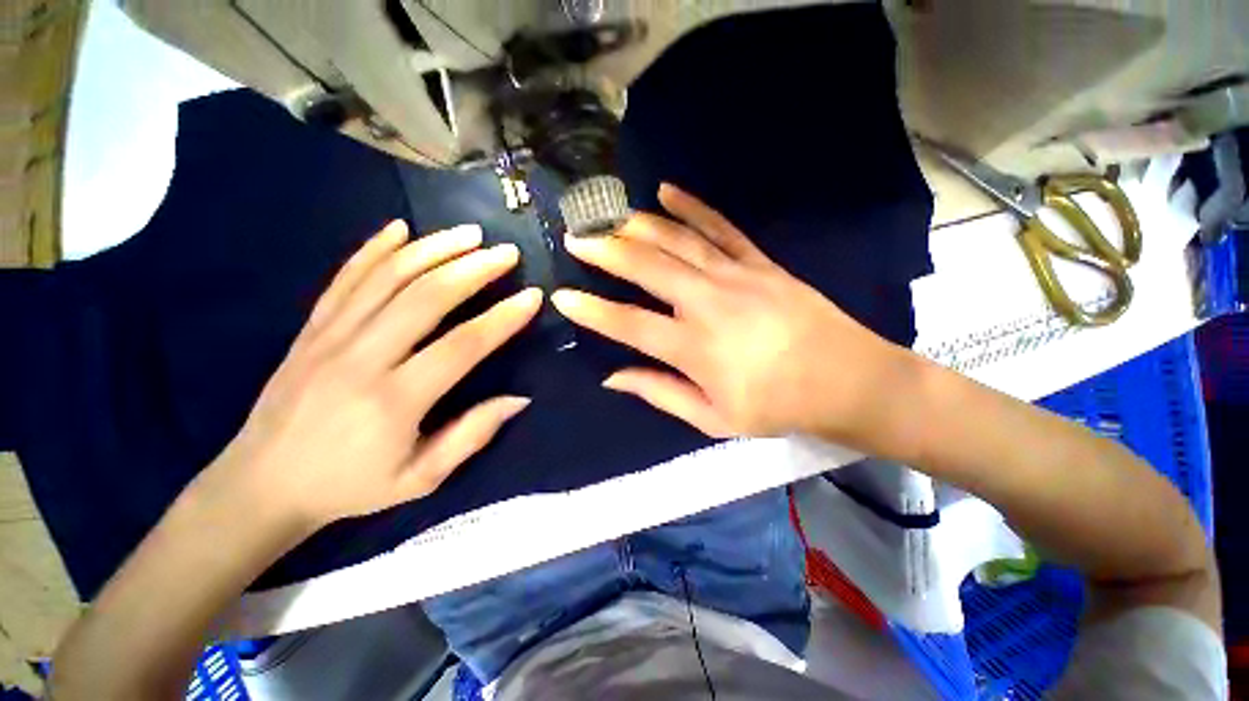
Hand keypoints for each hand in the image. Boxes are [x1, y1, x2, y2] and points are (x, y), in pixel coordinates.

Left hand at [208, 221, 540, 530]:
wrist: (262, 485)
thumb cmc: (350, 487)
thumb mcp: (421, 479)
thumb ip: (472, 435)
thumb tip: (520, 399)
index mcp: (395, 400)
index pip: (463, 345)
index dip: (503, 318)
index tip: (532, 297)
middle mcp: (361, 358)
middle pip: (426, 297)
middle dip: (473, 269)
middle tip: (506, 253)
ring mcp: (330, 337)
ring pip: (387, 277)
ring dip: (433, 249)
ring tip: (469, 234)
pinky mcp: (310, 328)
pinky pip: (345, 278)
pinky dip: (374, 248)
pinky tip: (399, 228)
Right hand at [552, 184, 911, 447]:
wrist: (849, 380)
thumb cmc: (777, 406)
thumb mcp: (713, 418)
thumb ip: (660, 394)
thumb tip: (613, 377)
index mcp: (695, 349)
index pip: (629, 325)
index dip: (592, 311)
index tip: (562, 297)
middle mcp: (708, 304)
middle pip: (647, 268)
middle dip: (605, 250)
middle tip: (576, 237)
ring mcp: (736, 276)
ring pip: (678, 241)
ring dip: (639, 225)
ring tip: (609, 215)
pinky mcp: (760, 262)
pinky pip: (721, 227)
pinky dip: (692, 207)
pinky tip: (667, 192)